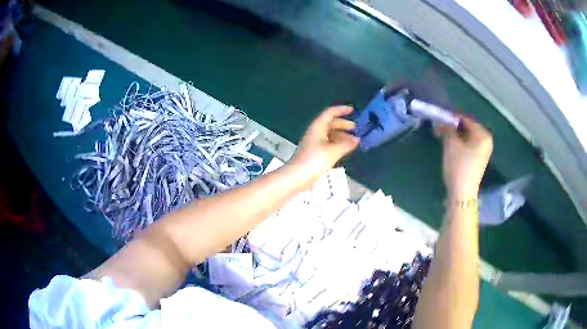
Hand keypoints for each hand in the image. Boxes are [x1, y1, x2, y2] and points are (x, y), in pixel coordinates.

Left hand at [287, 106, 358, 189]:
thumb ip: (346, 144)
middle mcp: (315, 132)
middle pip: (330, 124)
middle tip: (355, 128)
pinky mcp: (314, 153)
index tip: (352, 110)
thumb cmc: (314, 160)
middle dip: (343, 124)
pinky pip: (328, 144)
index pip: (330, 113)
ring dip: (341, 136)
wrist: (297, 176)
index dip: (341, 110)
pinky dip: (337, 144)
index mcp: (318, 127)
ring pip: (329, 135)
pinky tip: (344, 150)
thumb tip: (356, 140)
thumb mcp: (333, 151)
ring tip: (353, 141)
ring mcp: (314, 143)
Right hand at [435, 116, 492, 199]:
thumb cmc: (459, 166)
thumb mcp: (451, 144)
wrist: (462, 193)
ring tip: (441, 135)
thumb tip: (441, 119)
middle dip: (452, 126)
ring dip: (454, 134)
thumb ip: (447, 128)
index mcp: (483, 135)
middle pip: (467, 127)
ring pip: (467, 136)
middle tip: (439, 127)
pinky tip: (449, 144)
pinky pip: (468, 145)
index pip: (466, 119)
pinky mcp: (478, 159)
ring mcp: (483, 151)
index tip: (439, 117)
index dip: (451, 117)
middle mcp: (486, 141)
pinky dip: (459, 142)